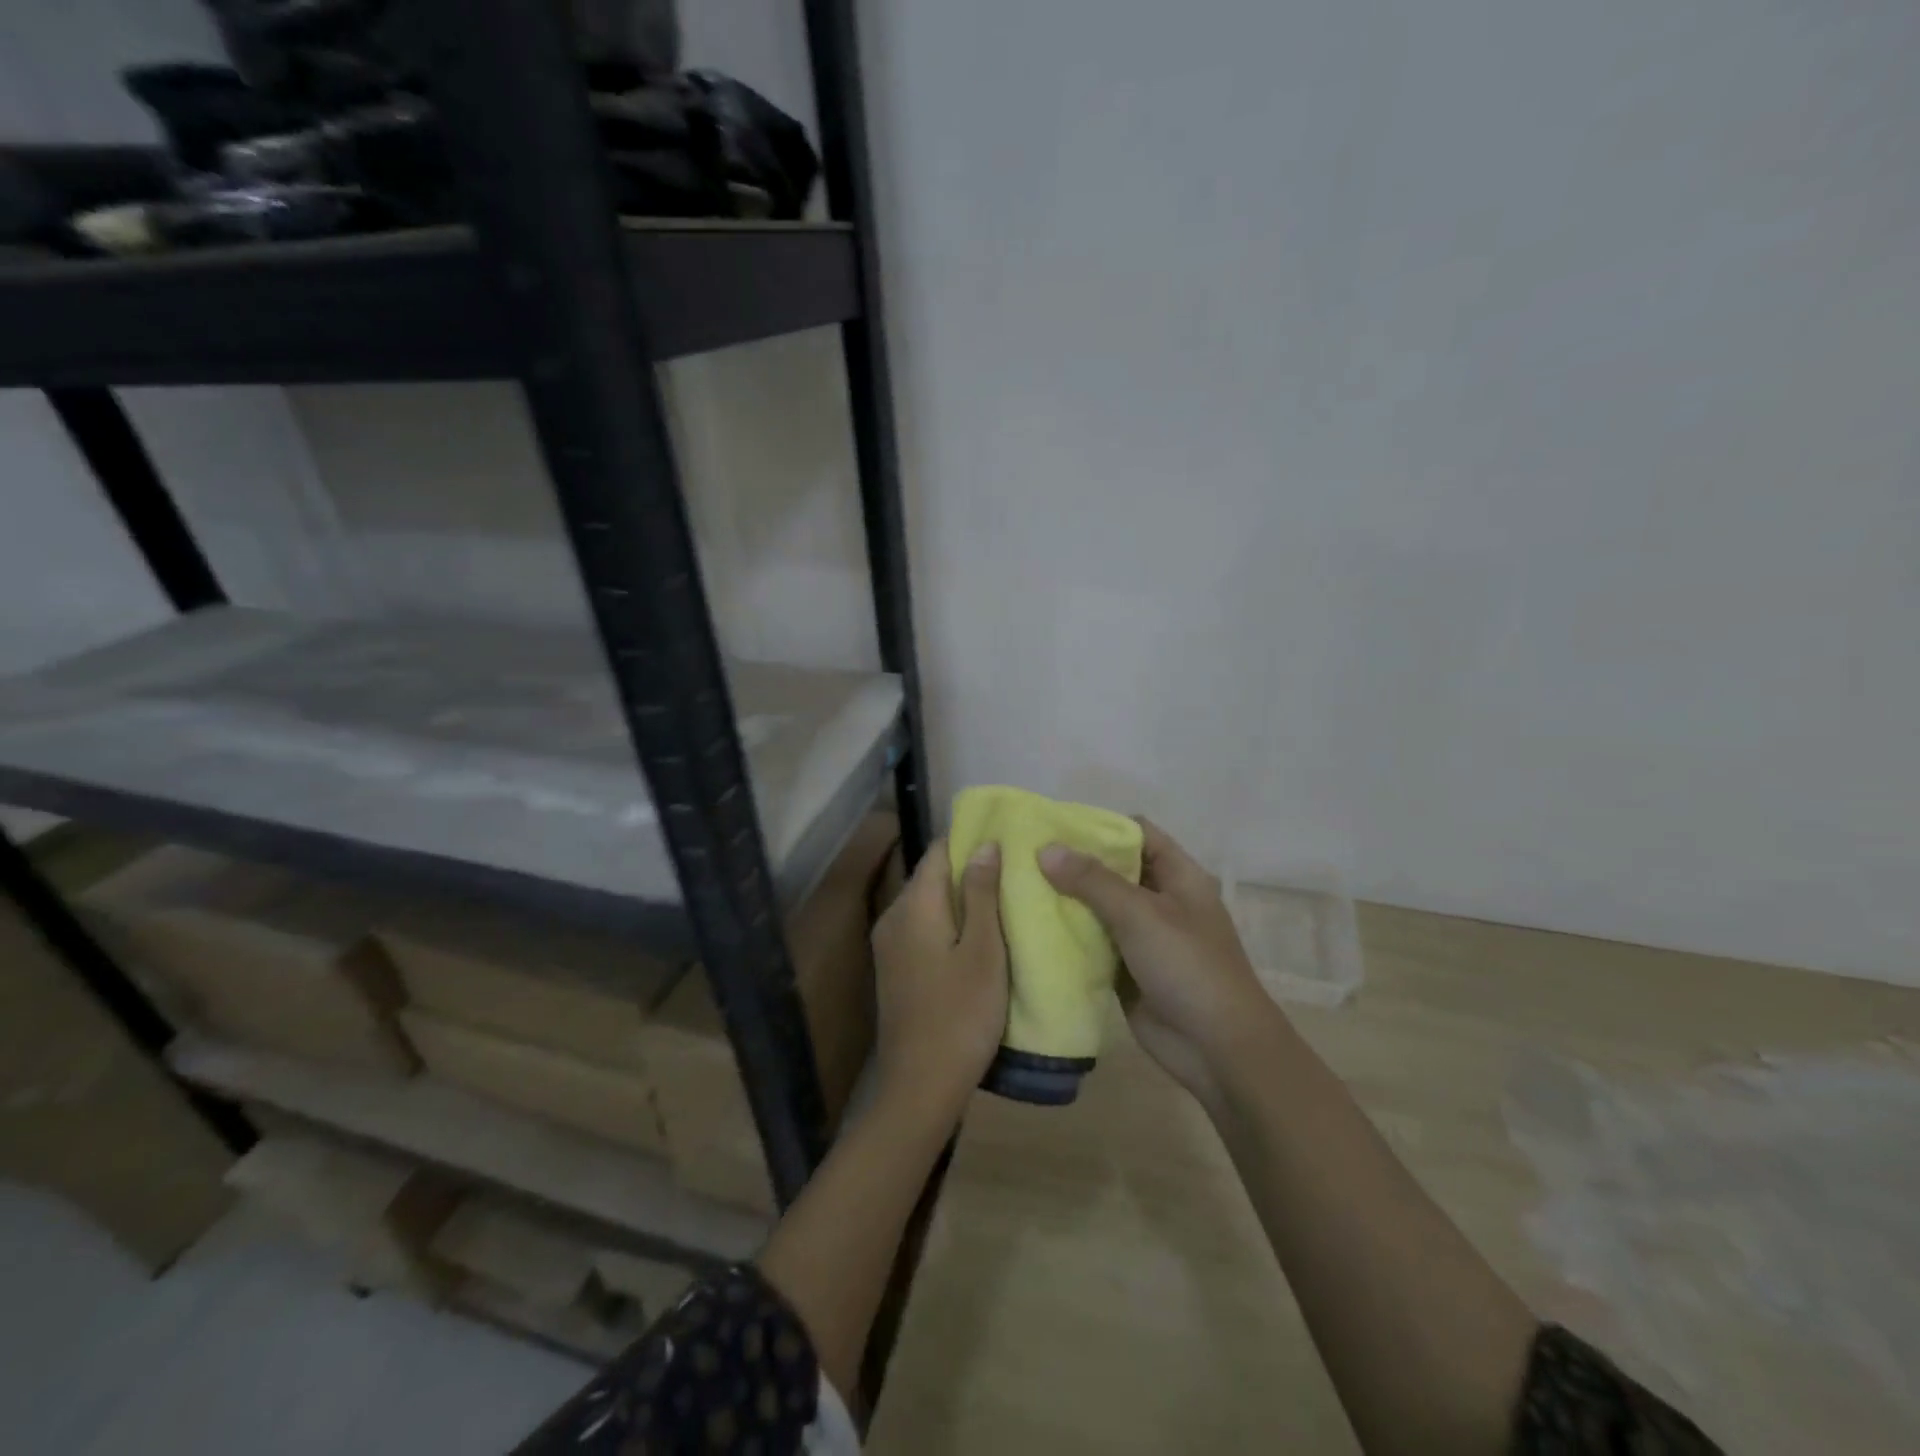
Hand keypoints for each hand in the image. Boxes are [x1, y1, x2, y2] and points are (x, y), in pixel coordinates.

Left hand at [870, 838, 1008, 1122]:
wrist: (920, 1085)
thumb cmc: (961, 1014)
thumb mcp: (984, 951)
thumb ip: (982, 893)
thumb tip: (984, 844)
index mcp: (914, 905)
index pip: (938, 850)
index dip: (971, 841)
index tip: (1007, 843)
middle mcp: (894, 916)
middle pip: (932, 876)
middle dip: (970, 871)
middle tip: (1014, 875)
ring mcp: (890, 944)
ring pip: (929, 904)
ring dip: (962, 900)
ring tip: (1004, 904)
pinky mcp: (895, 968)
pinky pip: (923, 929)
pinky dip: (949, 924)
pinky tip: (978, 940)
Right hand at [1039, 819, 1280, 1106]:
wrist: (1218, 1049)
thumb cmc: (1188, 967)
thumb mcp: (1141, 915)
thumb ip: (1093, 881)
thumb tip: (1045, 849)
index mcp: (1178, 876)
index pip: (1137, 833)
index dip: (1099, 826)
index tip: (1053, 826)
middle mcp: (1160, 900)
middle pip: (1113, 870)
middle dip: (1073, 864)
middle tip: (1024, 856)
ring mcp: (1143, 937)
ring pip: (1099, 908)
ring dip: (1066, 900)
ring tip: (1018, 886)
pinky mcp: (1127, 970)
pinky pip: (1093, 943)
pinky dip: (1068, 936)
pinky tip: (1031, 928)